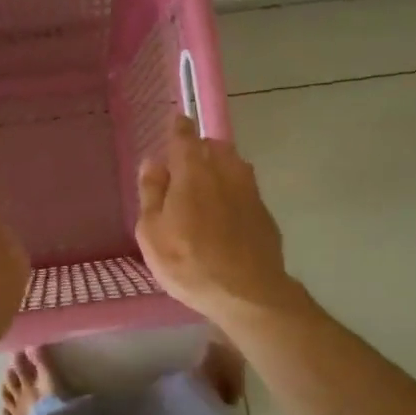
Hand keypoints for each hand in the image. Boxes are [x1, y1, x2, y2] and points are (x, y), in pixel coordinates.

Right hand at [135, 116, 303, 326]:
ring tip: (206, 185)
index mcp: (193, 172)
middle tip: (185, 163)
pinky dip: (233, 190)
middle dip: (200, 147)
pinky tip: (226, 212)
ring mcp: (250, 190)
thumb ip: (151, 193)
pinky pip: (245, 188)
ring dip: (219, 166)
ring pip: (233, 164)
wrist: (248, 293)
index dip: (178, 127)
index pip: (185, 136)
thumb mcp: (152, 232)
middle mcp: (225, 171)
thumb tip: (153, 162)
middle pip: (213, 146)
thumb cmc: (189, 262)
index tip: (176, 121)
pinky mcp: (264, 212)